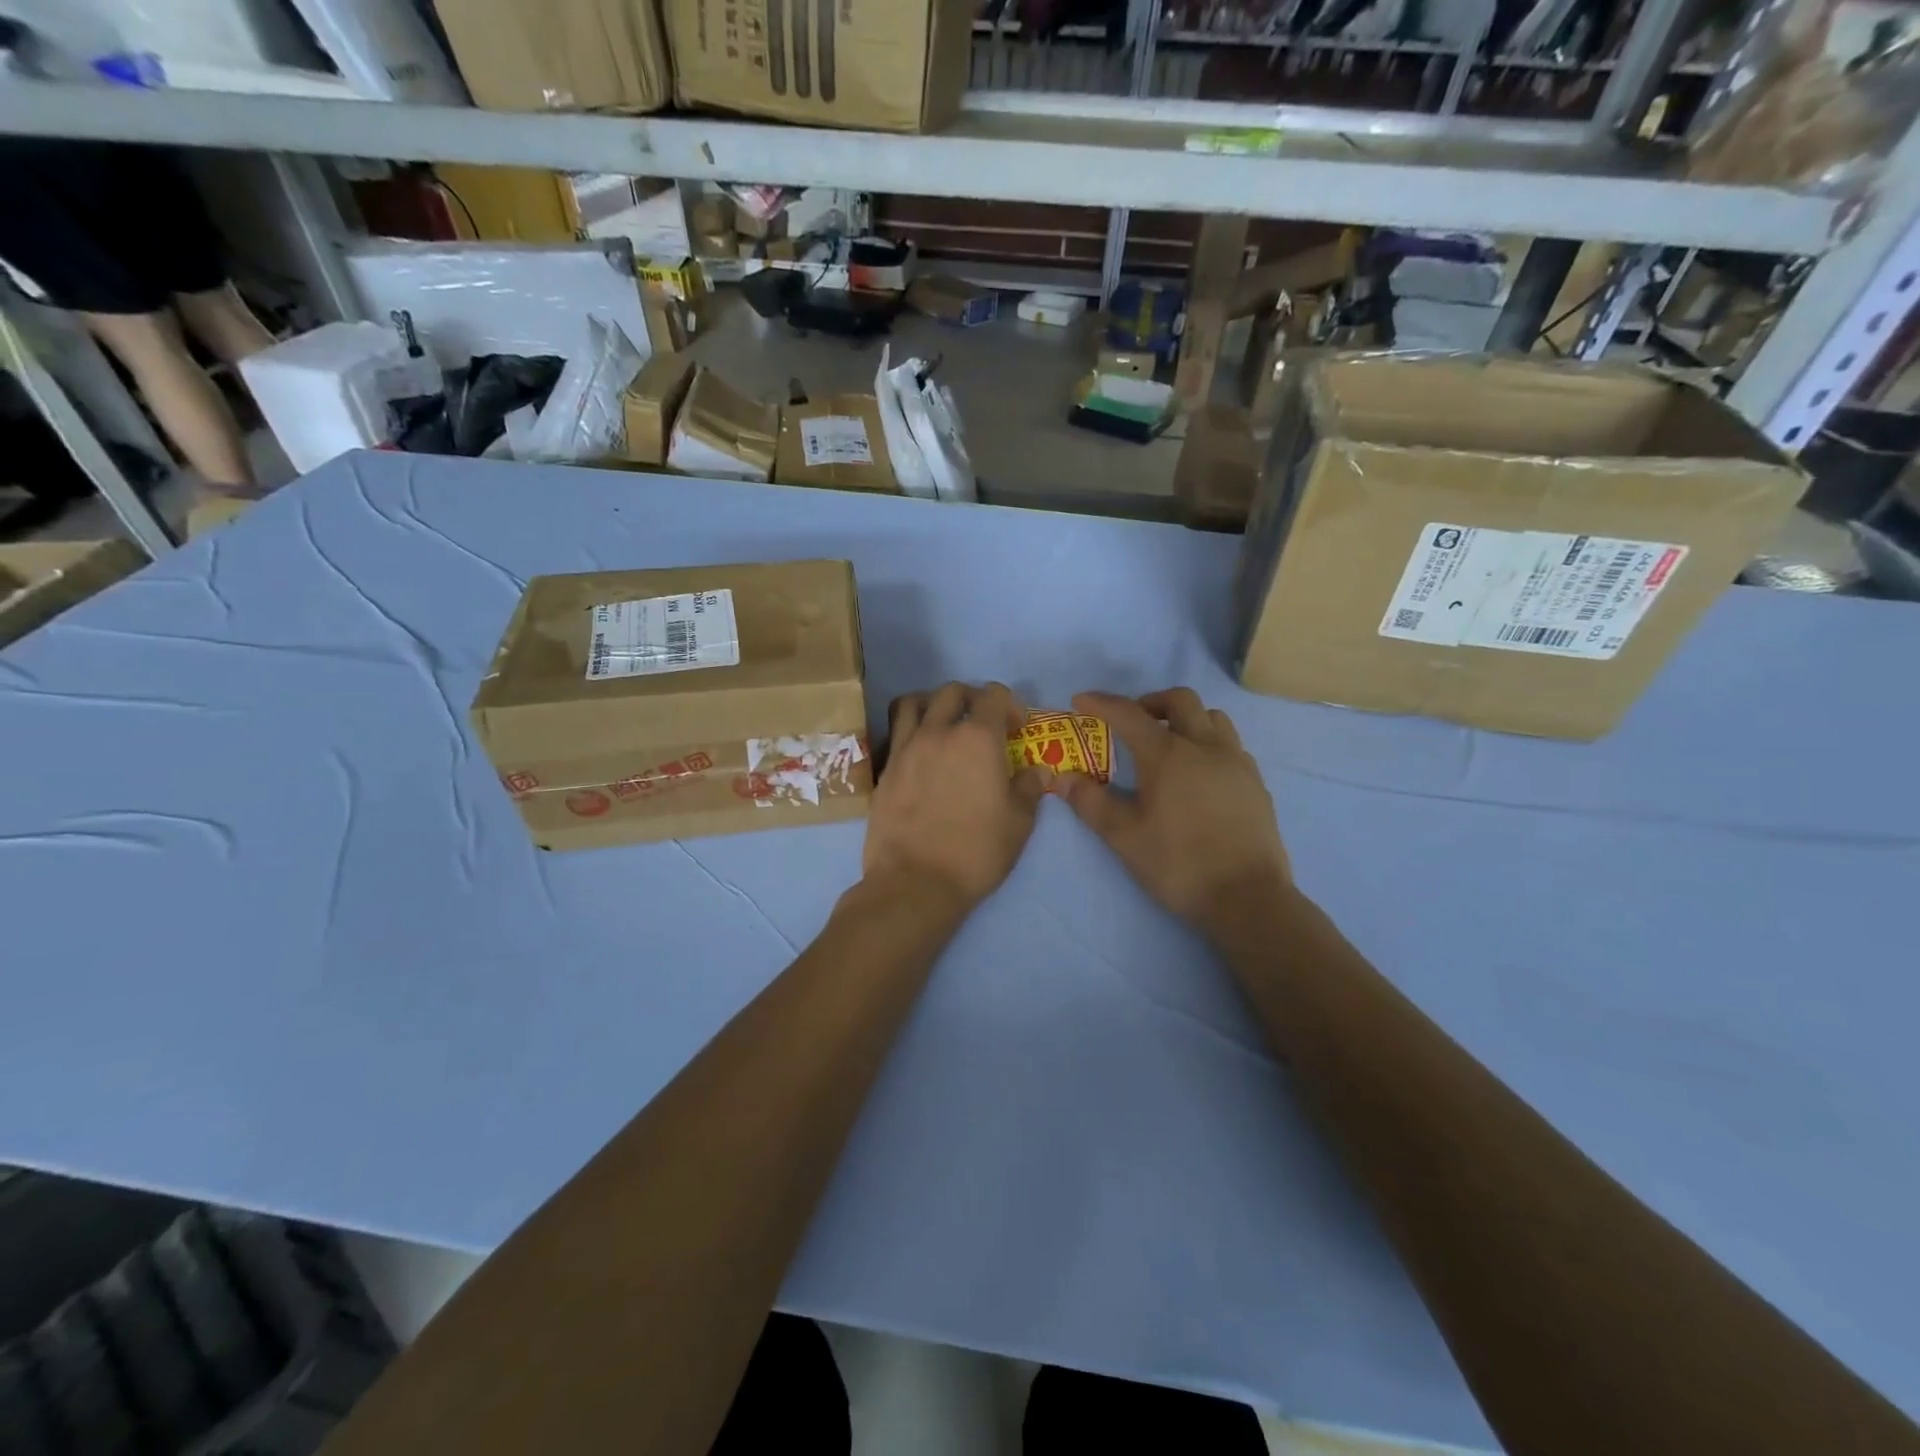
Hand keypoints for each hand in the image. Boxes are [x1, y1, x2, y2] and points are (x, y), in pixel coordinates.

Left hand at [864, 682, 1048, 912]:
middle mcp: (938, 732)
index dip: (1009, 705)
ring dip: (932, 705)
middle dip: (972, 699)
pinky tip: (920, 755)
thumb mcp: (1019, 823)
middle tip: (982, 724)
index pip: (993, 695)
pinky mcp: (885, 769)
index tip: (1016, 729)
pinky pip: (895, 732)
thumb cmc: (976, 852)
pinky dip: (909, 731)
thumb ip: (1028, 788)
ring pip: (913, 702)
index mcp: (977, 738)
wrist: (915, 882)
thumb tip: (1036, 770)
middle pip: (951, 691)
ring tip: (943, 726)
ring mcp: (905, 748)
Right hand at [1060, 689, 1289, 931]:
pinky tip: (1200, 773)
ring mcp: (1236, 762)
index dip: (1101, 703)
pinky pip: (1231, 745)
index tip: (1081, 701)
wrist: (1247, 897)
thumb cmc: (1178, 864)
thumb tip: (1064, 778)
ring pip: (1212, 718)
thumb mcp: (1123, 837)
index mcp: (1167, 755)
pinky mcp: (1255, 783)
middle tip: (1132, 722)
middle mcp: (1204, 747)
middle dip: (1150, 702)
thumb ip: (1091, 803)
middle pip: (1179, 700)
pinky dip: (1209, 743)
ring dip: (1186, 719)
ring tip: (1170, 743)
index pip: (1128, 714)